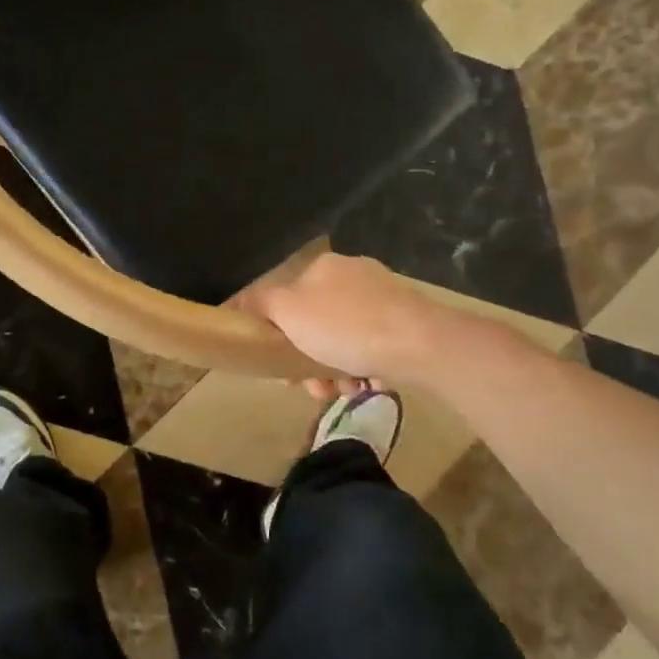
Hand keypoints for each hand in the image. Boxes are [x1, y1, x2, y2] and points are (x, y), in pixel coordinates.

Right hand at [238, 253, 451, 396]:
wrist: (421, 344)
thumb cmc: (346, 327)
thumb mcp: (289, 312)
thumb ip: (260, 303)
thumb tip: (237, 301)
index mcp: (323, 267)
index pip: (287, 300)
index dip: (278, 337)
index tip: (281, 369)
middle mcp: (353, 275)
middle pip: (315, 324)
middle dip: (308, 360)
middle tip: (313, 389)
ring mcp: (384, 298)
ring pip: (343, 340)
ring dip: (335, 370)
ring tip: (344, 391)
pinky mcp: (407, 322)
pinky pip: (372, 347)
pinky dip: (364, 368)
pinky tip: (368, 384)